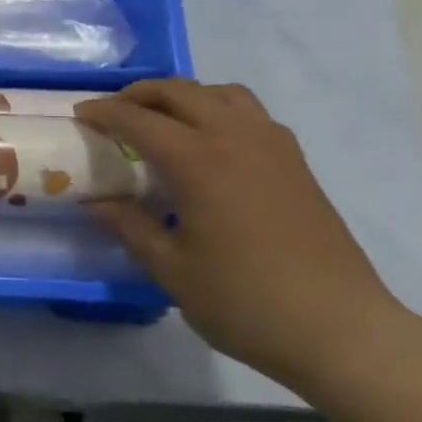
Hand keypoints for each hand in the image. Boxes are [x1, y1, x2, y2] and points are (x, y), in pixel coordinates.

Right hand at [76, 80, 412, 395]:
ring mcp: (272, 146)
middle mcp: (235, 138)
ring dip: (184, 96)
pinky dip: (218, 109)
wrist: (341, 329)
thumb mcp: (171, 270)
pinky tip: (210, 144)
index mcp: (199, 162)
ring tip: (163, 120)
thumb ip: (130, 227)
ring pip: (221, 93)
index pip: (139, 120)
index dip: (104, 113)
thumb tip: (96, 201)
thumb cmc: (245, 302)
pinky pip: (250, 113)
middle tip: (114, 113)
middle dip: (140, 94)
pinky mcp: (296, 162)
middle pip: (180, 92)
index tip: (80, 115)